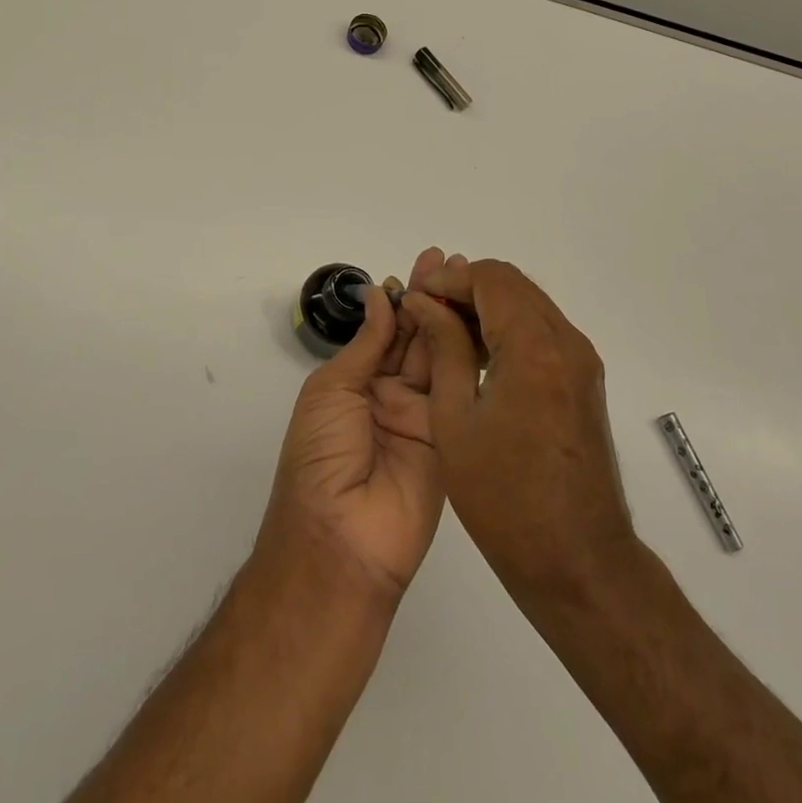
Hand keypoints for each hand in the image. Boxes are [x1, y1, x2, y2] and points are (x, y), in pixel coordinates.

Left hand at [256, 249, 446, 603]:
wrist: (341, 539)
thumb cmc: (321, 456)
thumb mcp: (332, 390)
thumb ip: (366, 344)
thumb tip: (381, 295)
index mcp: (356, 382)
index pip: (385, 330)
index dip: (403, 297)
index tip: (424, 265)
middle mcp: (390, 394)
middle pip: (416, 338)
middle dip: (432, 300)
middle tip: (453, 263)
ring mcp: (423, 416)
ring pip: (440, 358)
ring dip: (453, 319)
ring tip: (470, 282)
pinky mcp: (450, 438)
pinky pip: (459, 392)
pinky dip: (468, 357)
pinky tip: (480, 325)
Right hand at [403, 257, 634, 598]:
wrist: (578, 560)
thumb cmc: (504, 496)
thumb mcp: (455, 419)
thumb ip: (444, 348)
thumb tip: (424, 303)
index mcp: (534, 348)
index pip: (490, 278)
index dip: (448, 280)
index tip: (416, 299)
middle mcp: (566, 342)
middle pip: (512, 284)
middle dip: (465, 288)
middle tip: (426, 312)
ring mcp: (580, 361)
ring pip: (528, 304)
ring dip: (486, 307)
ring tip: (444, 332)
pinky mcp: (583, 380)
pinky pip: (542, 331)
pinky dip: (508, 328)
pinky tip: (477, 356)